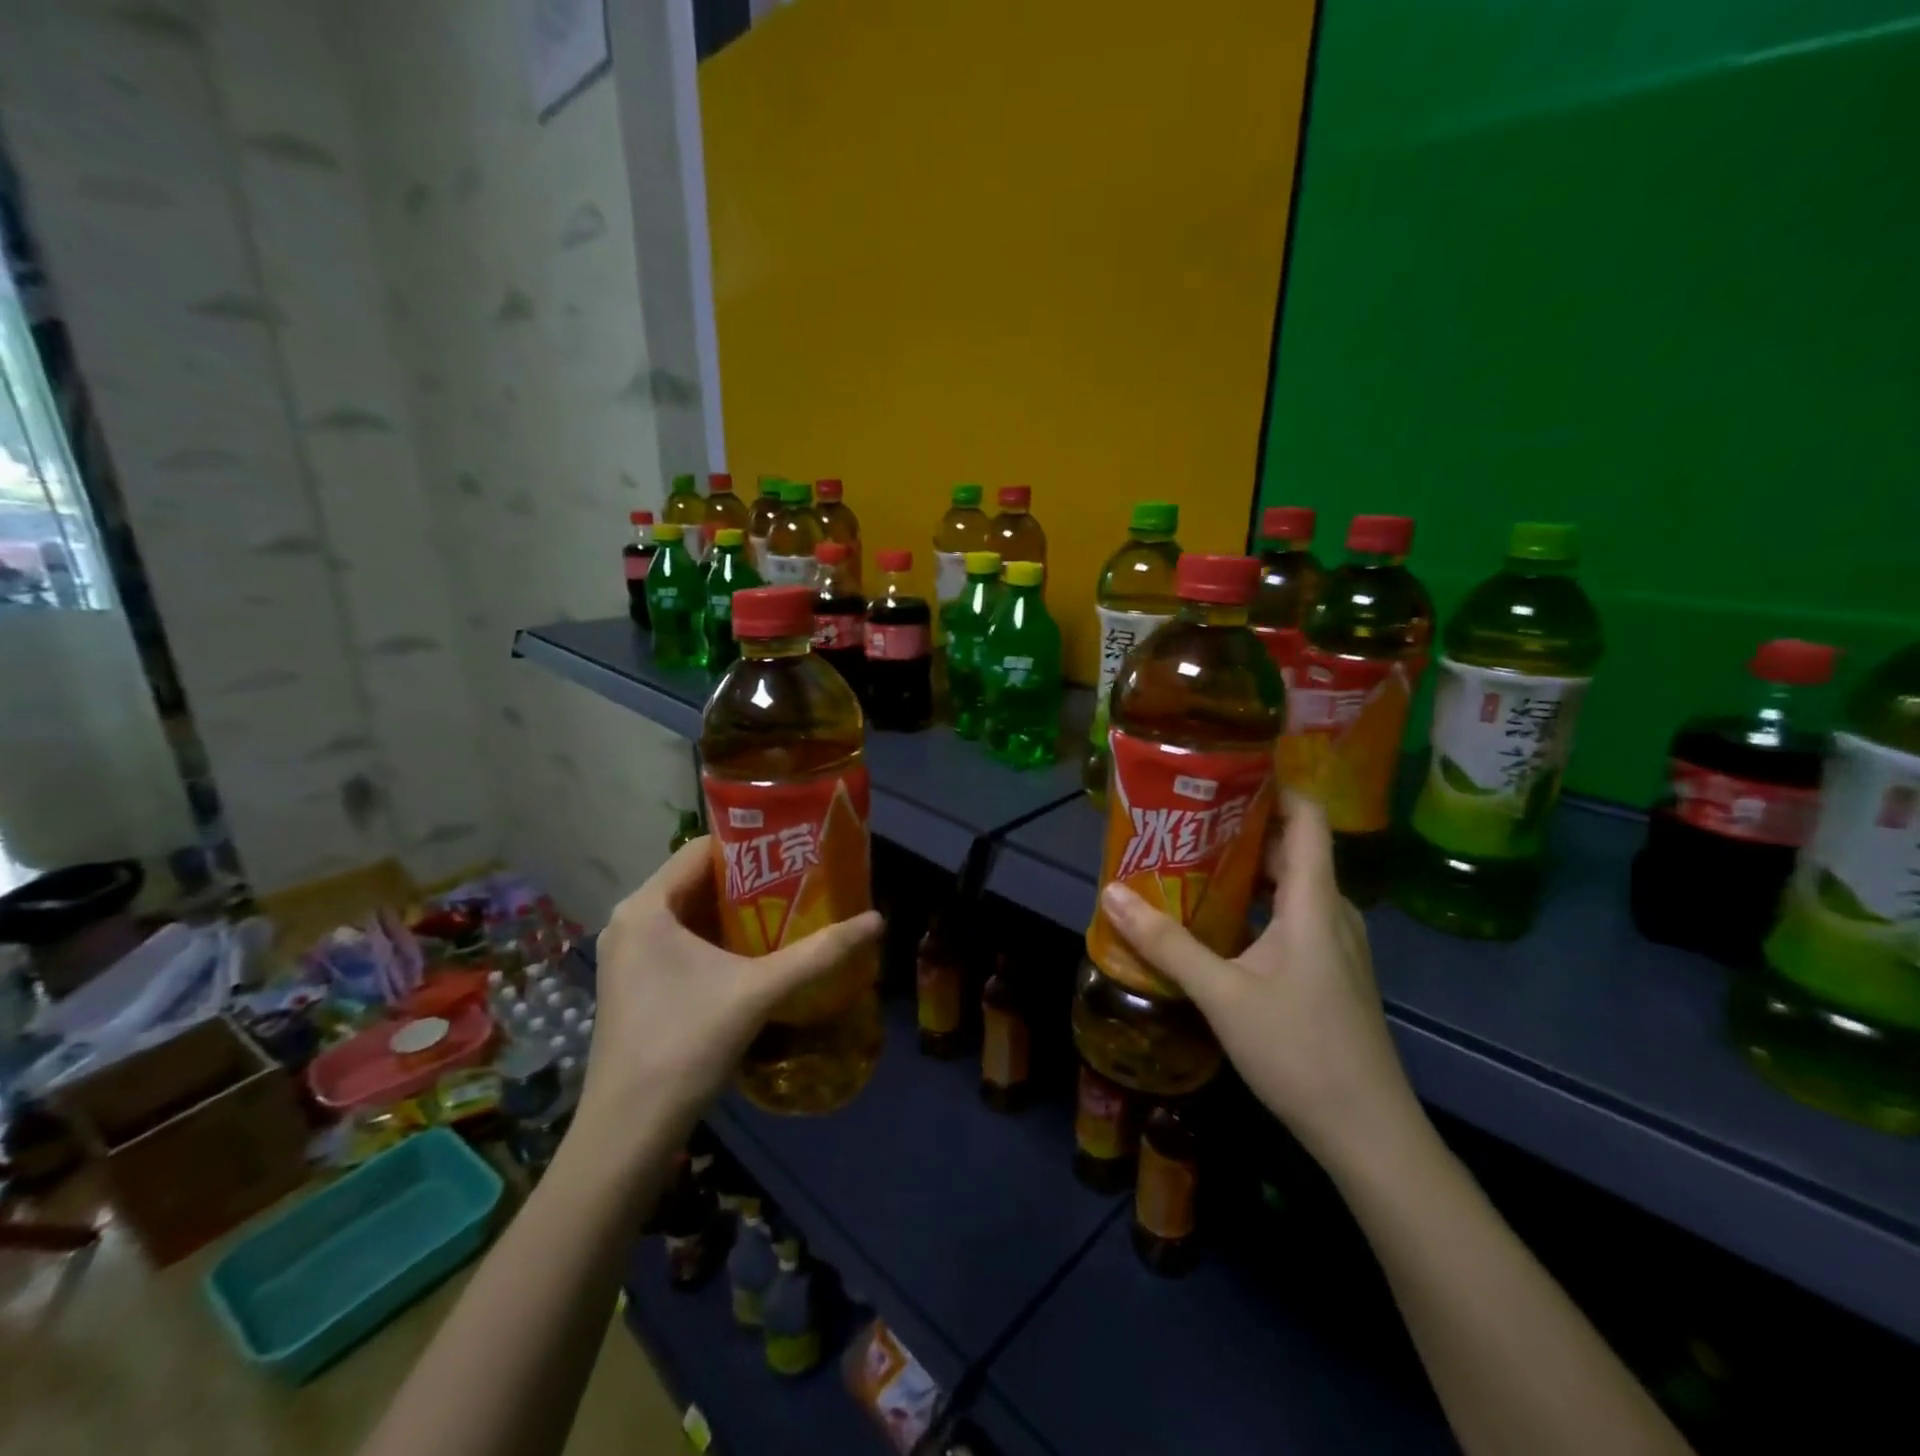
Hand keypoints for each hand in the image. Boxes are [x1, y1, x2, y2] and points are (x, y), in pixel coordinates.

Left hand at [581, 837, 882, 1134]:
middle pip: (696, 880)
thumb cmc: (686, 1044)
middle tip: (800, 879)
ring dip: (734, 910)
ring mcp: (627, 953)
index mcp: (646, 907)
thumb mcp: (759, 991)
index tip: (793, 850)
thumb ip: (819, 953)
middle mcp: (630, 920)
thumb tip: (877, 921)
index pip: (701, 849)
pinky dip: (715, 936)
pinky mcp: (633, 981)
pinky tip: (754, 951)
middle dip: (749, 879)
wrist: (628, 1130)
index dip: (750, 845)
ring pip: (689, 912)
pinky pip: (679, 939)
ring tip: (787, 908)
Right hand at [1097, 796, 1419, 1171]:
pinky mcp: (1330, 970)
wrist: (1370, 1133)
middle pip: (1292, 846)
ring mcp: (1335, 943)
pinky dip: (1255, 902)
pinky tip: (1217, 918)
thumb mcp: (1222, 995)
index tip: (1227, 766)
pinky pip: (1291, 915)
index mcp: (1313, 901)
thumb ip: (1167, 944)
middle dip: (1241, 824)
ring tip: (1190, 857)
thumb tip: (1112, 895)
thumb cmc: (1300, 1051)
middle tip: (1186, 814)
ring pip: (1290, 883)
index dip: (1275, 783)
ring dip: (1245, 866)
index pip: (1307, 817)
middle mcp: (1330, 911)